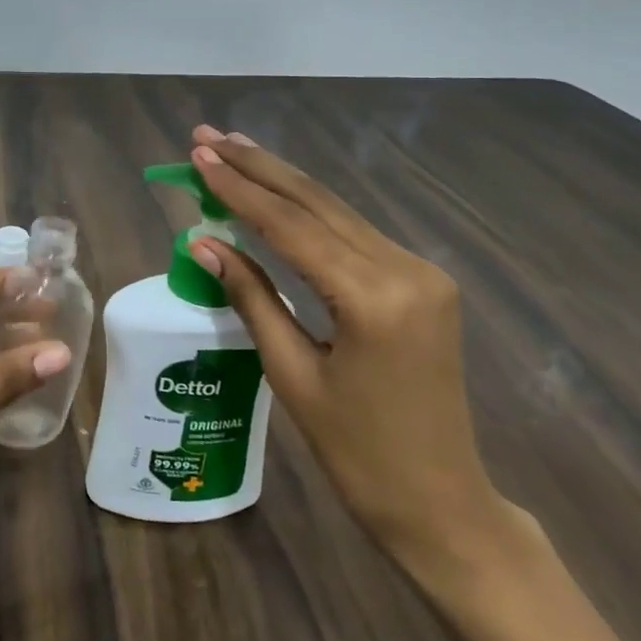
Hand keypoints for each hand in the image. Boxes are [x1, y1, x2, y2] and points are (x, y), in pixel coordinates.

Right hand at [186, 126, 518, 572]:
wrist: (442, 503)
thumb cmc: (357, 453)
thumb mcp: (292, 375)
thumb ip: (251, 297)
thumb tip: (204, 242)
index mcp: (374, 298)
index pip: (291, 225)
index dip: (238, 189)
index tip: (199, 155)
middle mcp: (406, 269)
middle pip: (317, 204)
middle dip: (258, 167)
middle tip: (208, 137)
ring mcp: (420, 272)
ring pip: (337, 212)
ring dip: (282, 182)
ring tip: (233, 151)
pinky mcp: (421, 282)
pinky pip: (353, 235)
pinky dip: (309, 213)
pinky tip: (277, 194)